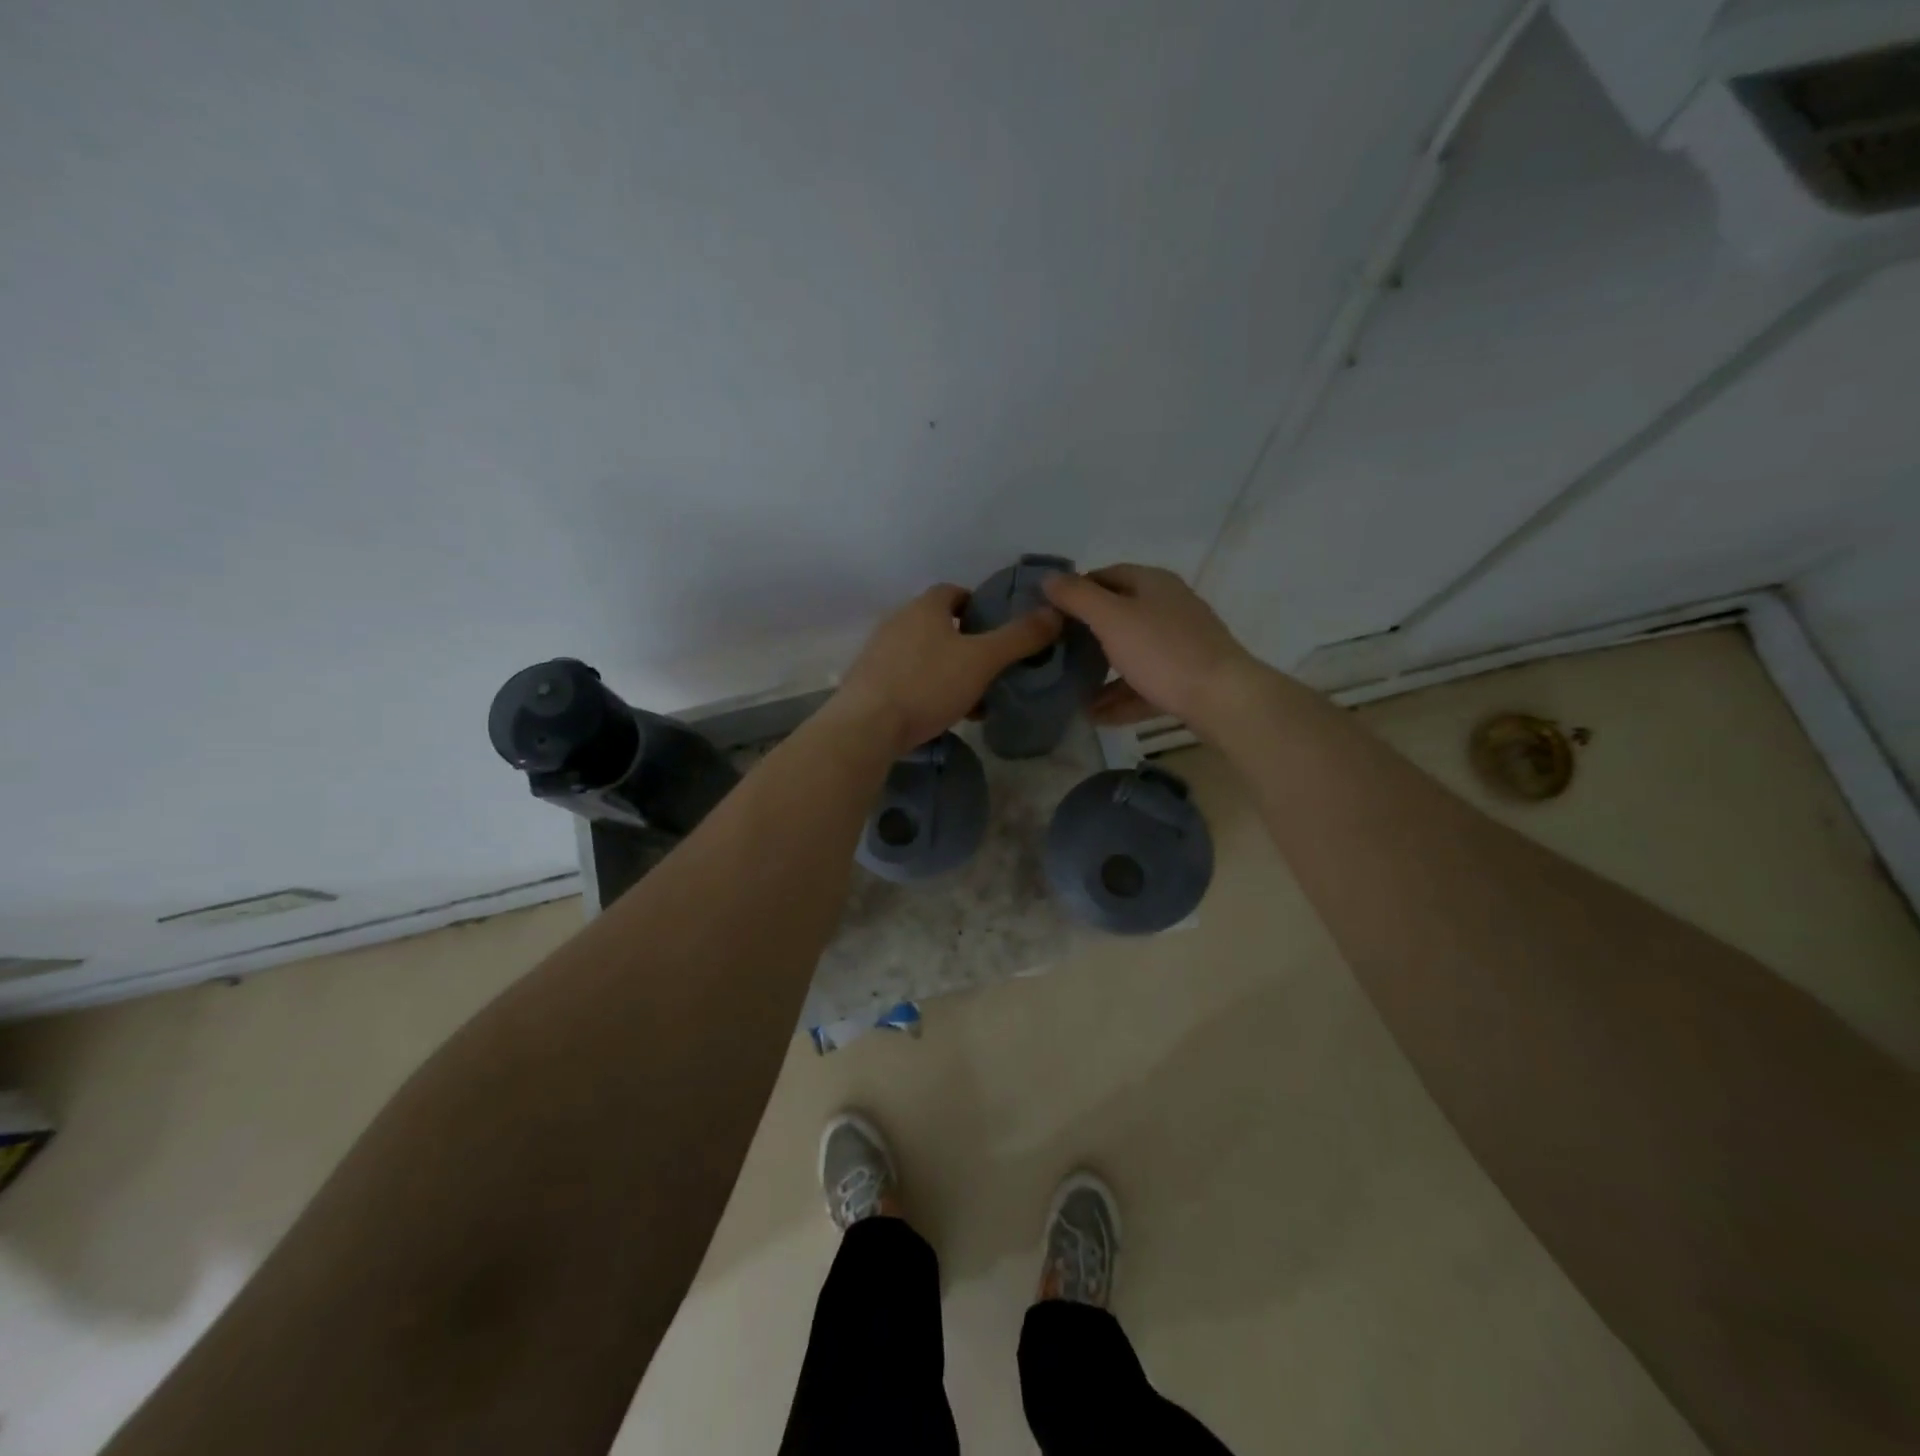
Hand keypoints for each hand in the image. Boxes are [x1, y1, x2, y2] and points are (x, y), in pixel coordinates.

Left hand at [835, 584, 1061, 755]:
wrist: (866, 726)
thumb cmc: (928, 684)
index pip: (955, 592)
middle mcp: (898, 621)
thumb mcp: (982, 661)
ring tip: (971, 697)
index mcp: (925, 607)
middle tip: (990, 668)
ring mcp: (879, 652)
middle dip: (966, 643)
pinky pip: (907, 677)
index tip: (998, 630)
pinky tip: (940, 713)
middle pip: (939, 625)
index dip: (979, 607)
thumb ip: (1019, 637)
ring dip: (947, 670)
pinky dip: (927, 688)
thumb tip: (1054, 613)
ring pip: (924, 654)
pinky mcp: (868, 681)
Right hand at [1043, 564, 1258, 727]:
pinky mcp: (1187, 678)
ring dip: (1101, 671)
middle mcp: (1170, 607)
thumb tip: (1049, 578)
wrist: (1223, 699)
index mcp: (1153, 583)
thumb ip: (1078, 598)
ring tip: (1070, 688)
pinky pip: (1146, 684)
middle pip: (1120, 614)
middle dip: (1087, 634)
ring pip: (1132, 652)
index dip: (1076, 590)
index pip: (1106, 575)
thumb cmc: (1163, 651)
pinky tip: (1096, 715)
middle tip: (1056, 651)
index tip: (1049, 613)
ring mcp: (1181, 644)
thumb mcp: (1111, 619)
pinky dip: (1121, 696)